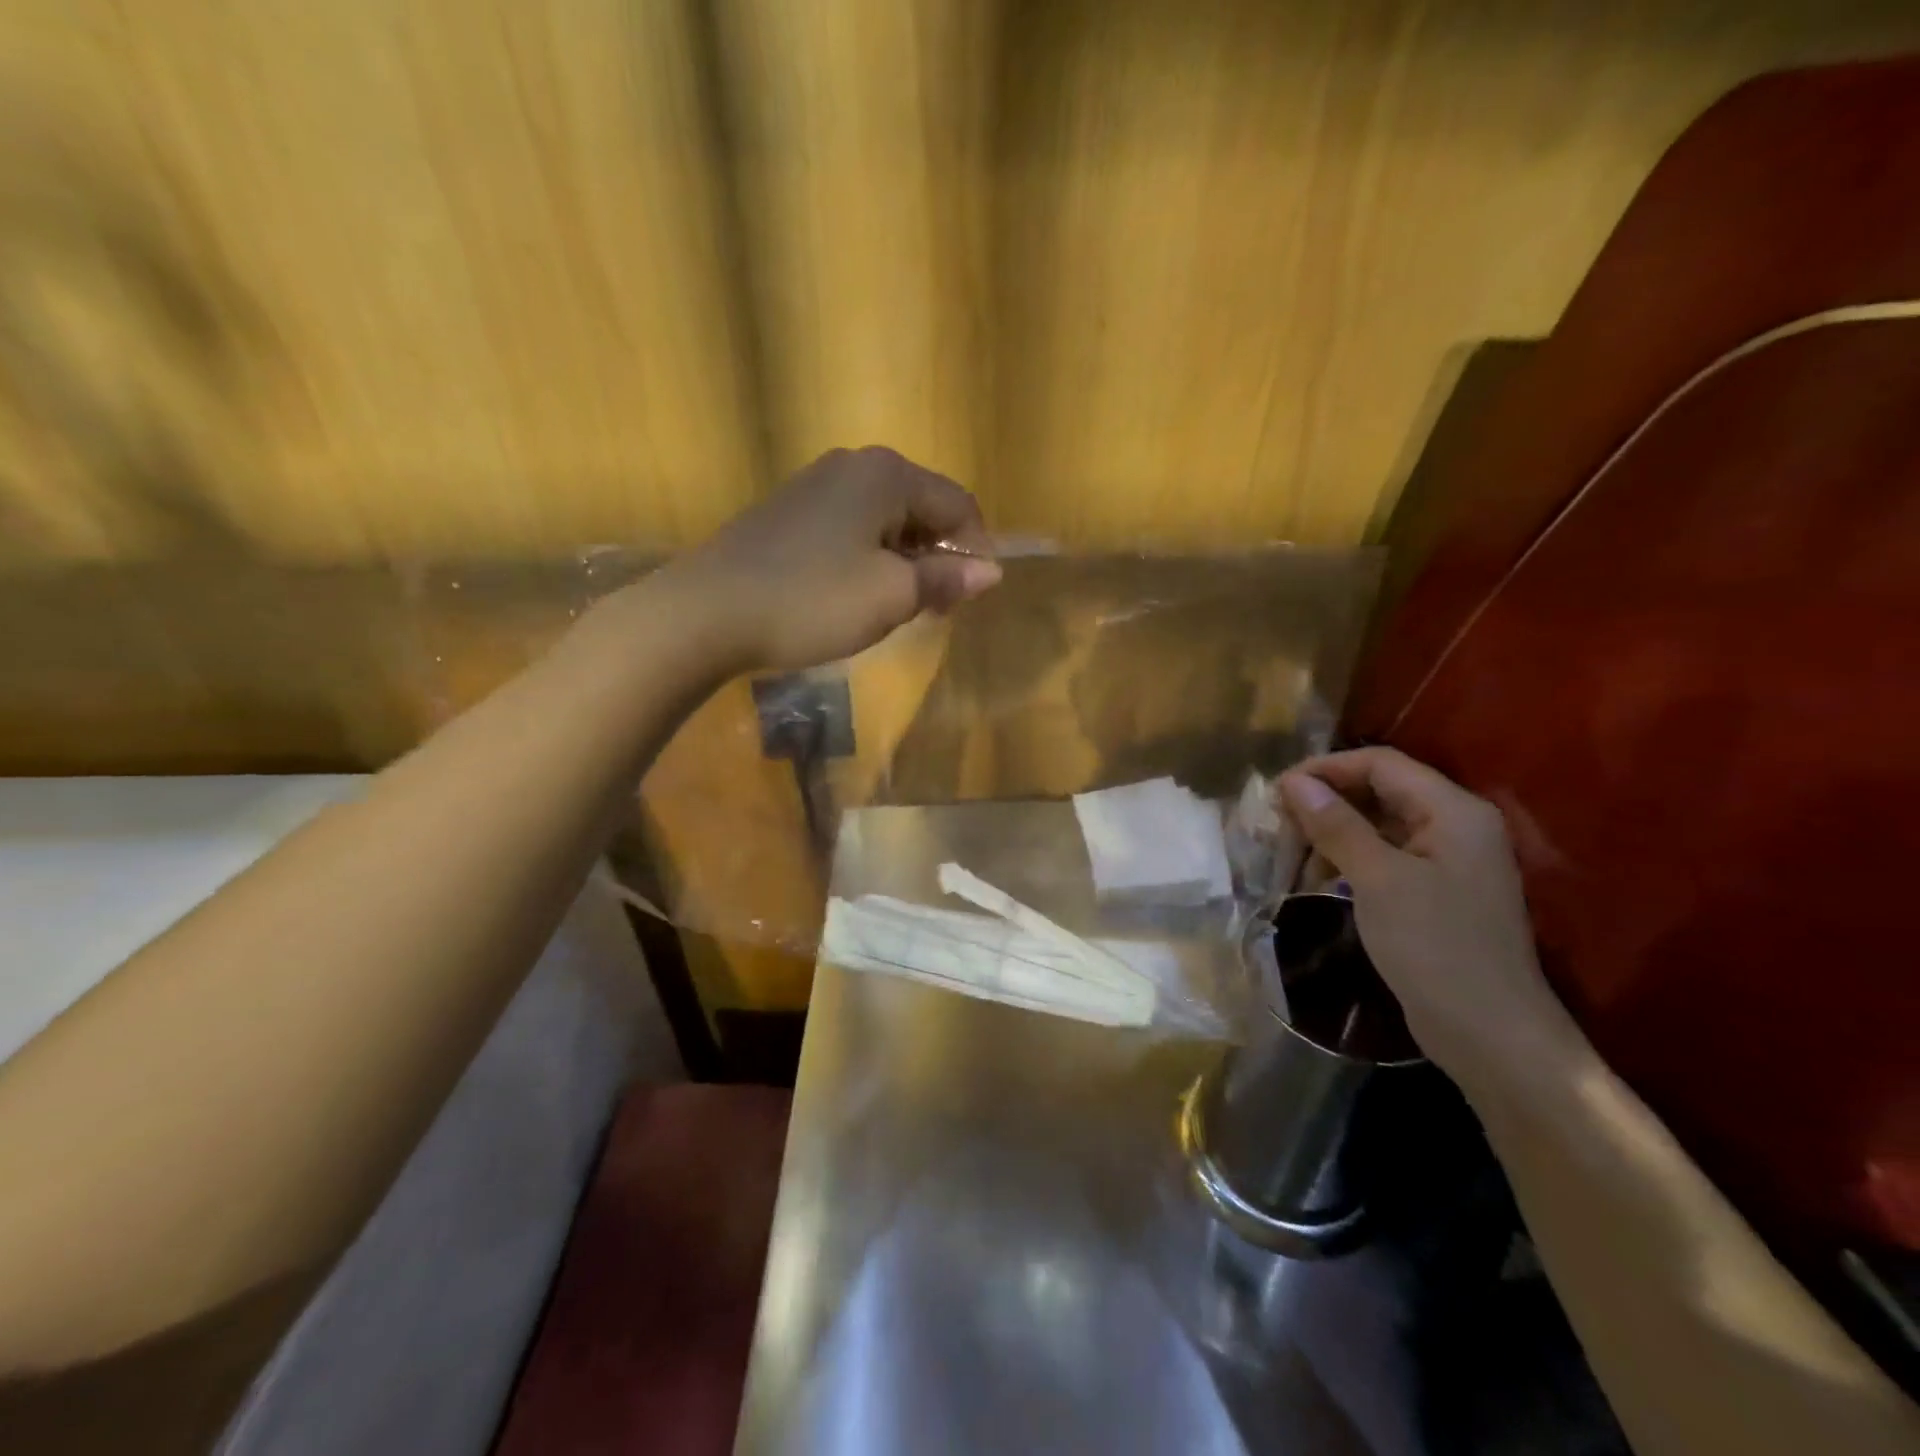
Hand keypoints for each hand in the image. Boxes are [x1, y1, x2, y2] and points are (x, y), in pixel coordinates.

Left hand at [675, 446, 1000, 672]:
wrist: (707, 612)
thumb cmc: (813, 599)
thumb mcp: (891, 595)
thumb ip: (945, 578)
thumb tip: (990, 571)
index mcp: (887, 474)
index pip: (958, 505)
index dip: (974, 552)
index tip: (967, 599)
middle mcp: (853, 465)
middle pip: (921, 508)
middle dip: (936, 558)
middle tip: (932, 609)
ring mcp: (814, 485)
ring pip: (884, 521)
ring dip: (902, 562)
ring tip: (893, 608)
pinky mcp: (788, 512)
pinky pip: (849, 530)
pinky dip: (866, 560)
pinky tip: (852, 595)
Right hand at [1276, 748, 1566, 1078]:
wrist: (1491, 1035)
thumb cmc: (1435, 947)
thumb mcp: (1378, 879)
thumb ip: (1336, 824)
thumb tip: (1293, 782)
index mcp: (1453, 811)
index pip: (1381, 764)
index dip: (1326, 769)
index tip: (1278, 790)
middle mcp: (1455, 826)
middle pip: (1380, 791)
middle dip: (1326, 802)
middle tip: (1278, 823)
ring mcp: (1448, 862)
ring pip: (1379, 826)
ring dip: (1332, 833)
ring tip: (1291, 854)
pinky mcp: (1436, 893)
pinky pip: (1385, 857)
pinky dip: (1349, 860)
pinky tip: (1319, 880)